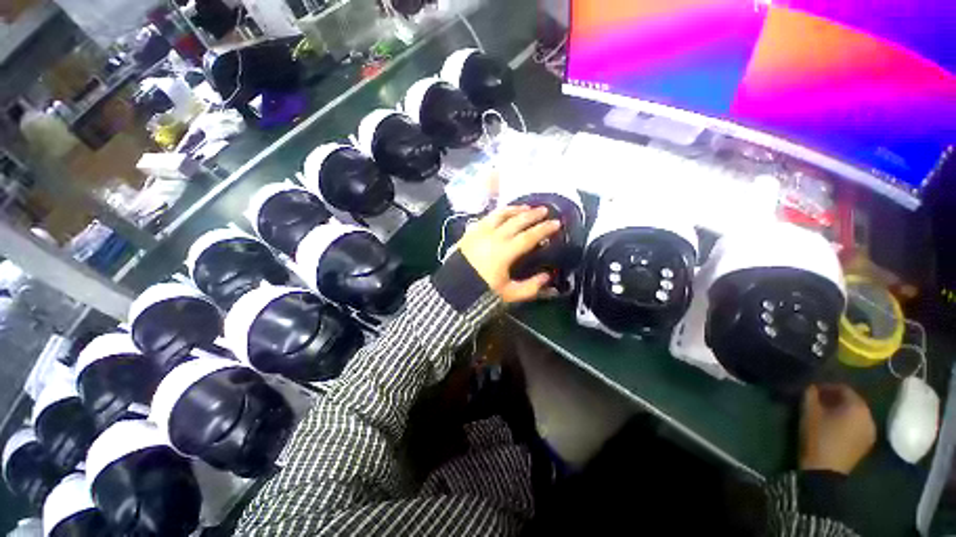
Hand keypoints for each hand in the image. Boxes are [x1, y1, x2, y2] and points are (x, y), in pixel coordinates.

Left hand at [456, 206, 560, 302]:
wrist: (453, 290)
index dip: (544, 229)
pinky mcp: (470, 232)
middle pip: (517, 221)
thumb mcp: (509, 294)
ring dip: (515, 209)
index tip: (556, 223)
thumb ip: (530, 287)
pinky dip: (498, 213)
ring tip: (525, 207)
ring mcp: (480, 232)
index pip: (529, 236)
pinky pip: (487, 217)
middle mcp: (494, 237)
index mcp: (505, 252)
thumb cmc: (482, 292)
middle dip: (533, 214)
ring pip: (500, 214)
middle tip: (544, 210)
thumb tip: (547, 277)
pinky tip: (502, 214)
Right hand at [799, 384, 876, 474]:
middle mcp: (869, 416)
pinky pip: (858, 426)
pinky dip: (848, 423)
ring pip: (856, 415)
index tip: (813, 390)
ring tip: (826, 415)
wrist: (825, 470)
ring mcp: (870, 432)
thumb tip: (811, 386)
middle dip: (836, 399)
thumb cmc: (817, 437)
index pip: (844, 388)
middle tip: (819, 401)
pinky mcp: (866, 444)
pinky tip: (835, 428)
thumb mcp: (809, 412)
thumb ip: (810, 394)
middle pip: (853, 402)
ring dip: (842, 412)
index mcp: (857, 406)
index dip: (828, 387)